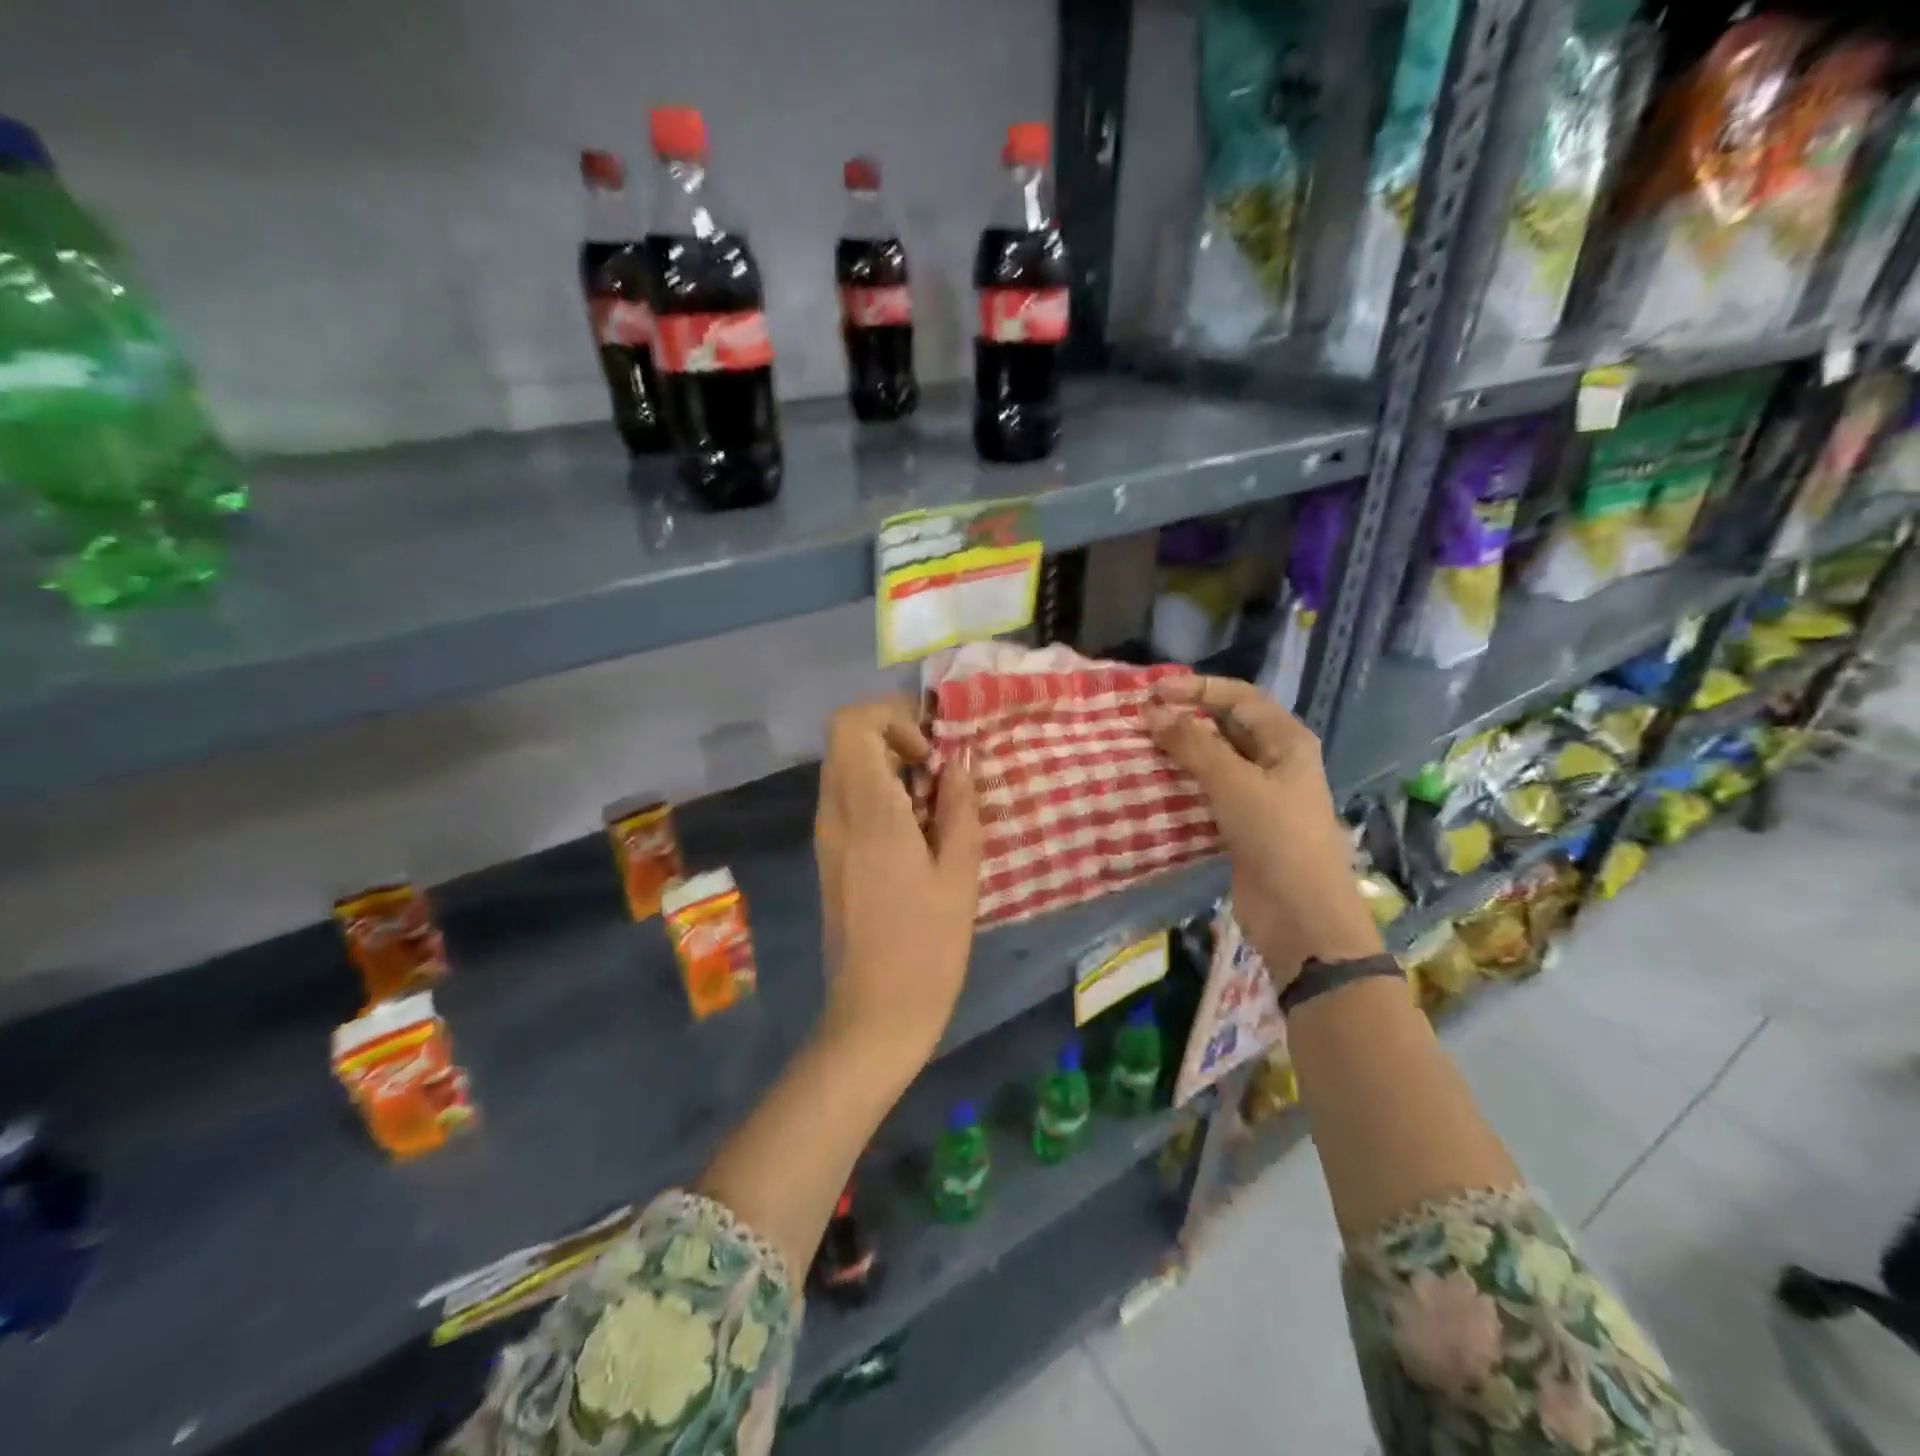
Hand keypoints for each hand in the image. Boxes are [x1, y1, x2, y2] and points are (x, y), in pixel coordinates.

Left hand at [814, 697, 981, 1065]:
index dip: (891, 718)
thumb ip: (959, 808)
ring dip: (887, 767)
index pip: (851, 724)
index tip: (929, 753)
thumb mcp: (960, 875)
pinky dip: (878, 794)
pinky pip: (847, 800)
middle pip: (845, 740)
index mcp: (867, 813)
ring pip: (845, 768)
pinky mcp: (829, 857)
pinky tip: (915, 834)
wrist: (874, 1015)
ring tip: (933, 805)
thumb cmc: (927, 948)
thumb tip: (957, 762)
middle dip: (893, 737)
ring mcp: (826, 837)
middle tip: (937, 772)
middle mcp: (835, 815)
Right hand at [1144, 677, 1381, 985]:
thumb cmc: (1277, 838)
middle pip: (1226, 726)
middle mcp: (1274, 761)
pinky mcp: (1241, 825)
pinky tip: (1152, 784)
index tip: (1152, 692)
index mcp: (1286, 740)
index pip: (1239, 697)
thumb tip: (1151, 710)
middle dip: (1185, 718)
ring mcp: (1258, 795)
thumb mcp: (1234, 783)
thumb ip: (1192, 744)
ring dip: (1179, 752)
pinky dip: (1181, 785)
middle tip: (1139, 718)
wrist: (1301, 918)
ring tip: (1138, 746)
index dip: (1197, 688)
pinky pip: (1207, 793)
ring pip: (1213, 760)